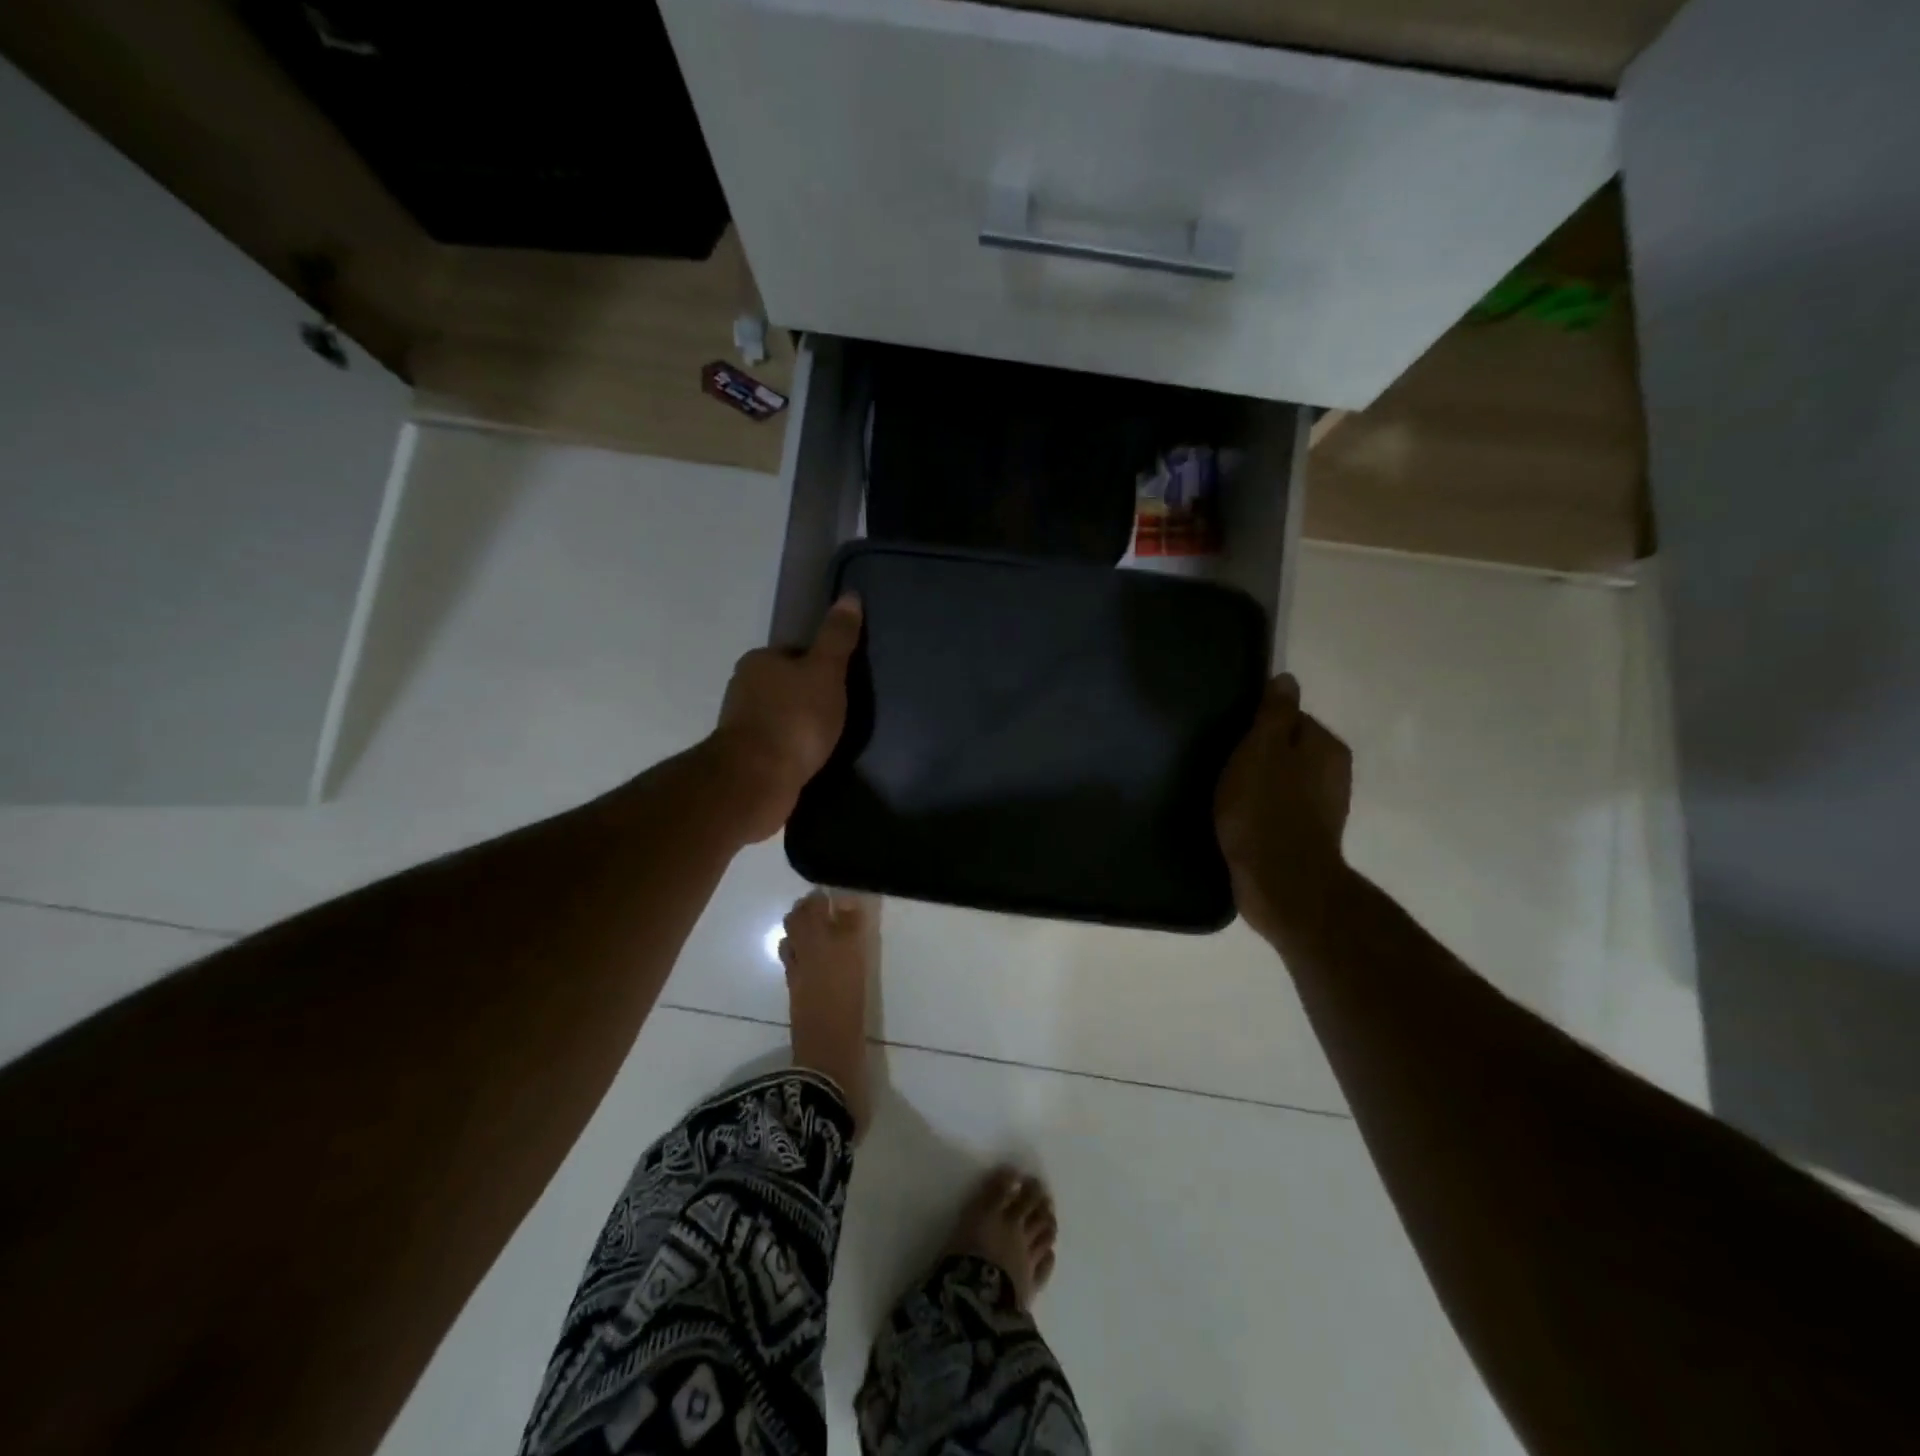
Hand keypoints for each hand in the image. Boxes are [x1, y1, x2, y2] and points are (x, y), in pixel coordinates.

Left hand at [710, 593, 863, 841]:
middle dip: (807, 696)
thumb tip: (850, 596)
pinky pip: (775, 744)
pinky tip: (808, 759)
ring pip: (778, 715)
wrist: (757, 779)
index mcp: (759, 661)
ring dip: (798, 725)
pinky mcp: (744, 756)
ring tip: (826, 739)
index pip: (794, 654)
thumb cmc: (795, 719)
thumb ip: (837, 638)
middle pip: (784, 684)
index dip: (819, 666)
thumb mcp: (826, 672)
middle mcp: (742, 687)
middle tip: (838, 713)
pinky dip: (790, 748)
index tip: (840, 684)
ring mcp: (740, 724)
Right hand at [1215, 674, 1353, 945]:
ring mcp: (1323, 809)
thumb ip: (1274, 714)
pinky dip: (1262, 811)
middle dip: (1259, 756)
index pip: (1289, 718)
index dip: (1257, 727)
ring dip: (1258, 785)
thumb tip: (1286, 679)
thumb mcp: (1261, 750)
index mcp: (1325, 747)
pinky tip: (1239, 821)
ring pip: (1283, 781)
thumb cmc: (1265, 809)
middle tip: (1224, 768)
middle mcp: (1333, 774)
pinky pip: (1279, 810)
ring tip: (1227, 797)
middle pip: (1287, 750)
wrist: (1281, 882)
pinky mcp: (1306, 838)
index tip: (1231, 740)